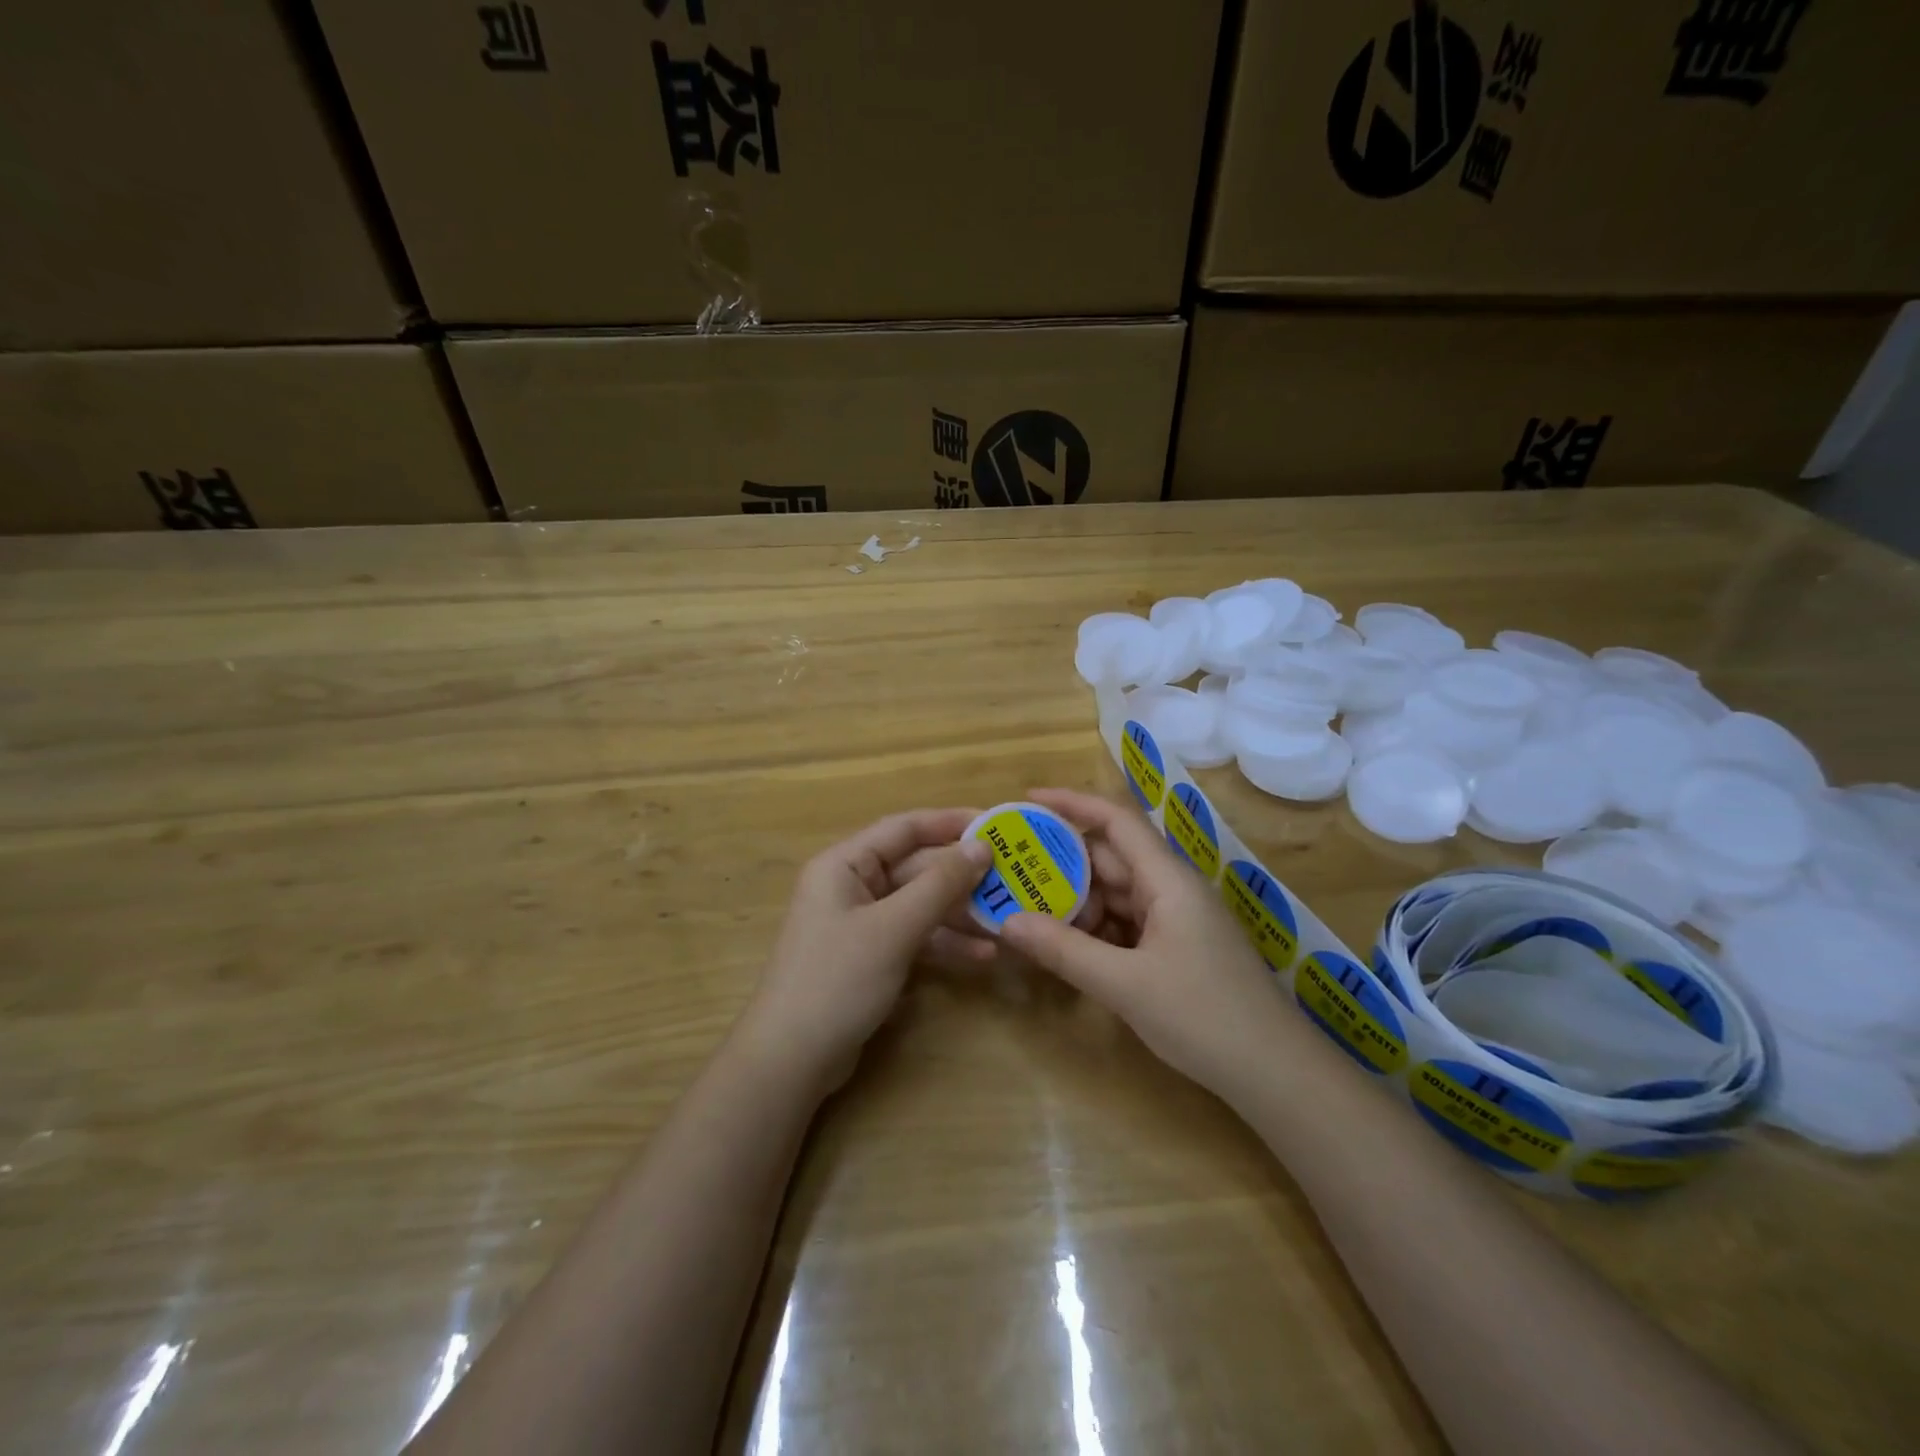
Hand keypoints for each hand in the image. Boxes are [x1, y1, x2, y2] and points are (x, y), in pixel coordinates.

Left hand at [741, 809, 992, 1090]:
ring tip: (1006, 920)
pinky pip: (914, 936)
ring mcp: (861, 923)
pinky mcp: (871, 956)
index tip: (996, 825)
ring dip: (959, 913)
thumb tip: (981, 846)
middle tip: (1012, 878)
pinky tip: (982, 956)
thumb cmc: (838, 979)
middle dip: (962, 876)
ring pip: (919, 905)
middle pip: (916, 868)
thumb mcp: (894, 928)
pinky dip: (945, 943)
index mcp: (844, 864)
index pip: (904, 829)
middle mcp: (851, 885)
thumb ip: (939, 884)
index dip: (950, 823)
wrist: (791, 1060)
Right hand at [1000, 787, 1297, 1097]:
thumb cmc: (1204, 1018)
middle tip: (1012, 872)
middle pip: (1110, 860)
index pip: (1116, 821)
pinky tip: (1066, 947)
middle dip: (1062, 864)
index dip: (1072, 804)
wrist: (1276, 1074)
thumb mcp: (1125, 985)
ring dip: (1077, 902)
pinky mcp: (1178, 948)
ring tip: (1028, 912)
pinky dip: (1096, 930)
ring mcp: (1177, 920)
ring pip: (1116, 895)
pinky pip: (1128, 924)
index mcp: (1167, 880)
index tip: (1028, 800)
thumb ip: (1064, 950)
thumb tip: (1007, 921)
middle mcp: (1172, 889)